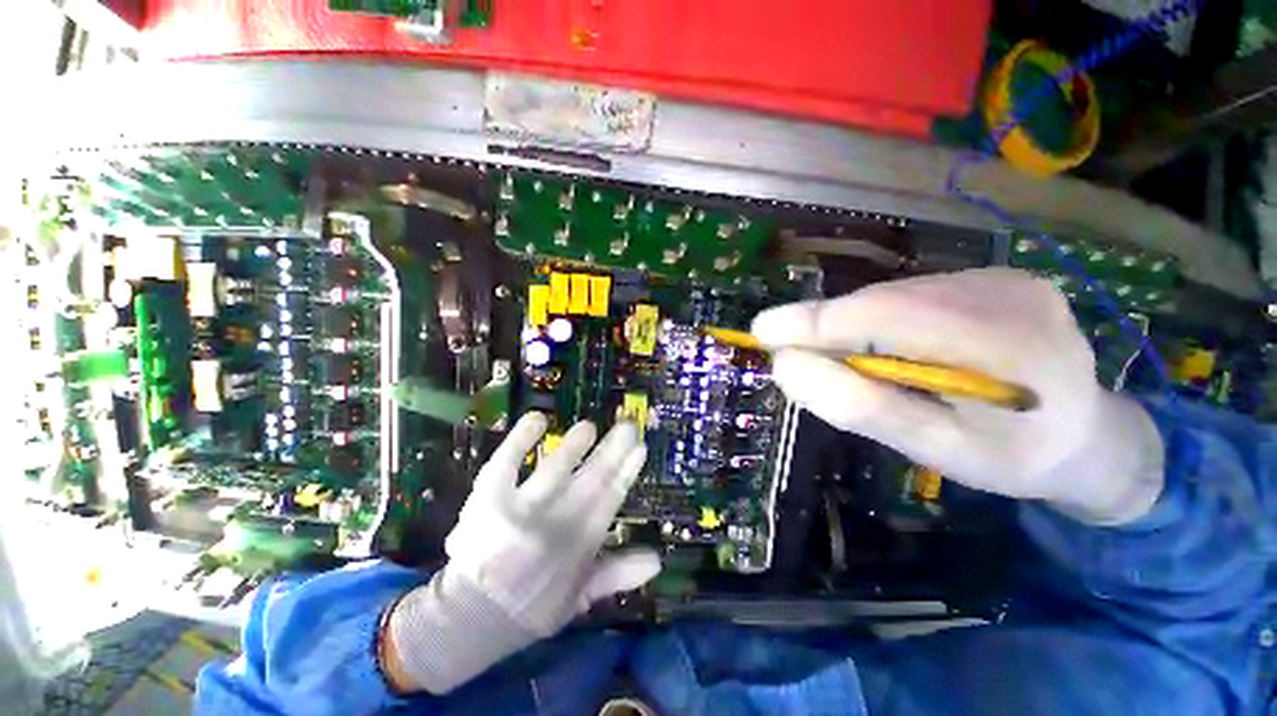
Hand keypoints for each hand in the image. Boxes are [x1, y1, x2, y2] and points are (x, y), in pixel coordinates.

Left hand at [384, 414, 658, 693]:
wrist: (472, 616)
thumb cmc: (532, 605)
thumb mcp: (581, 597)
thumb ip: (618, 575)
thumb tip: (658, 559)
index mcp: (580, 541)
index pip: (611, 498)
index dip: (627, 471)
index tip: (640, 448)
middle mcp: (555, 521)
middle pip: (591, 478)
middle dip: (612, 450)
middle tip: (628, 426)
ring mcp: (521, 507)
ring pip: (554, 469)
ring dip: (573, 446)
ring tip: (588, 426)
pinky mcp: (489, 497)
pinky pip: (506, 463)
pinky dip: (520, 439)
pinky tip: (537, 418)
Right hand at [752, 268, 1163, 524]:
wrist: (1088, 436)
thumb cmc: (1011, 457)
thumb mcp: (934, 448)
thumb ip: (858, 405)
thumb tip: (786, 366)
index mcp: (1006, 348)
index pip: (887, 318)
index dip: (817, 323)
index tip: (763, 330)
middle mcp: (1009, 294)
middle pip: (885, 302)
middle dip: (831, 328)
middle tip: (798, 357)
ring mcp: (1007, 277)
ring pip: (895, 295)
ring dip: (858, 325)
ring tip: (854, 361)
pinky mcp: (998, 276)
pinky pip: (914, 294)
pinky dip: (884, 319)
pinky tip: (895, 347)